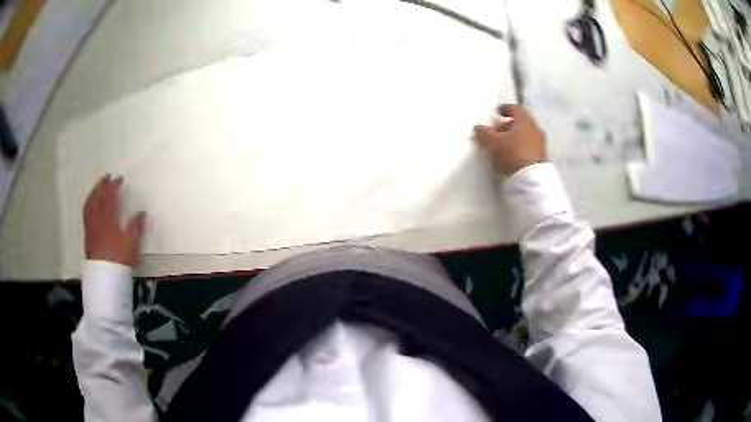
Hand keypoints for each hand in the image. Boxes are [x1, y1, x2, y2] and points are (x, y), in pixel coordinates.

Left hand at [83, 175, 145, 267]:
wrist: (104, 276)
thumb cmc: (119, 260)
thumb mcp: (132, 246)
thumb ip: (136, 228)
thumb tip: (142, 212)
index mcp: (110, 219)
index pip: (111, 198)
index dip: (114, 186)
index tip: (119, 178)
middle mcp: (98, 219)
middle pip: (99, 197)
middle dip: (103, 185)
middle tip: (107, 176)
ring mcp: (91, 225)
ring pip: (90, 203)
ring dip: (94, 191)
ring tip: (99, 185)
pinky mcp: (87, 232)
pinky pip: (86, 211)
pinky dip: (89, 202)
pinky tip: (91, 202)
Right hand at [474, 104, 546, 175]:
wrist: (530, 179)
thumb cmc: (512, 153)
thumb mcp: (492, 142)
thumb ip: (484, 133)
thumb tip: (479, 128)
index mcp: (525, 120)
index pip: (515, 109)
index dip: (505, 109)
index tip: (498, 111)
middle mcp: (535, 129)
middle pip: (520, 123)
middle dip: (508, 126)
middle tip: (496, 132)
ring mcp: (540, 144)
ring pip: (525, 136)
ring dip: (514, 138)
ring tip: (502, 146)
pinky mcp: (541, 158)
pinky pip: (528, 148)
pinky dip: (519, 148)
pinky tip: (511, 156)